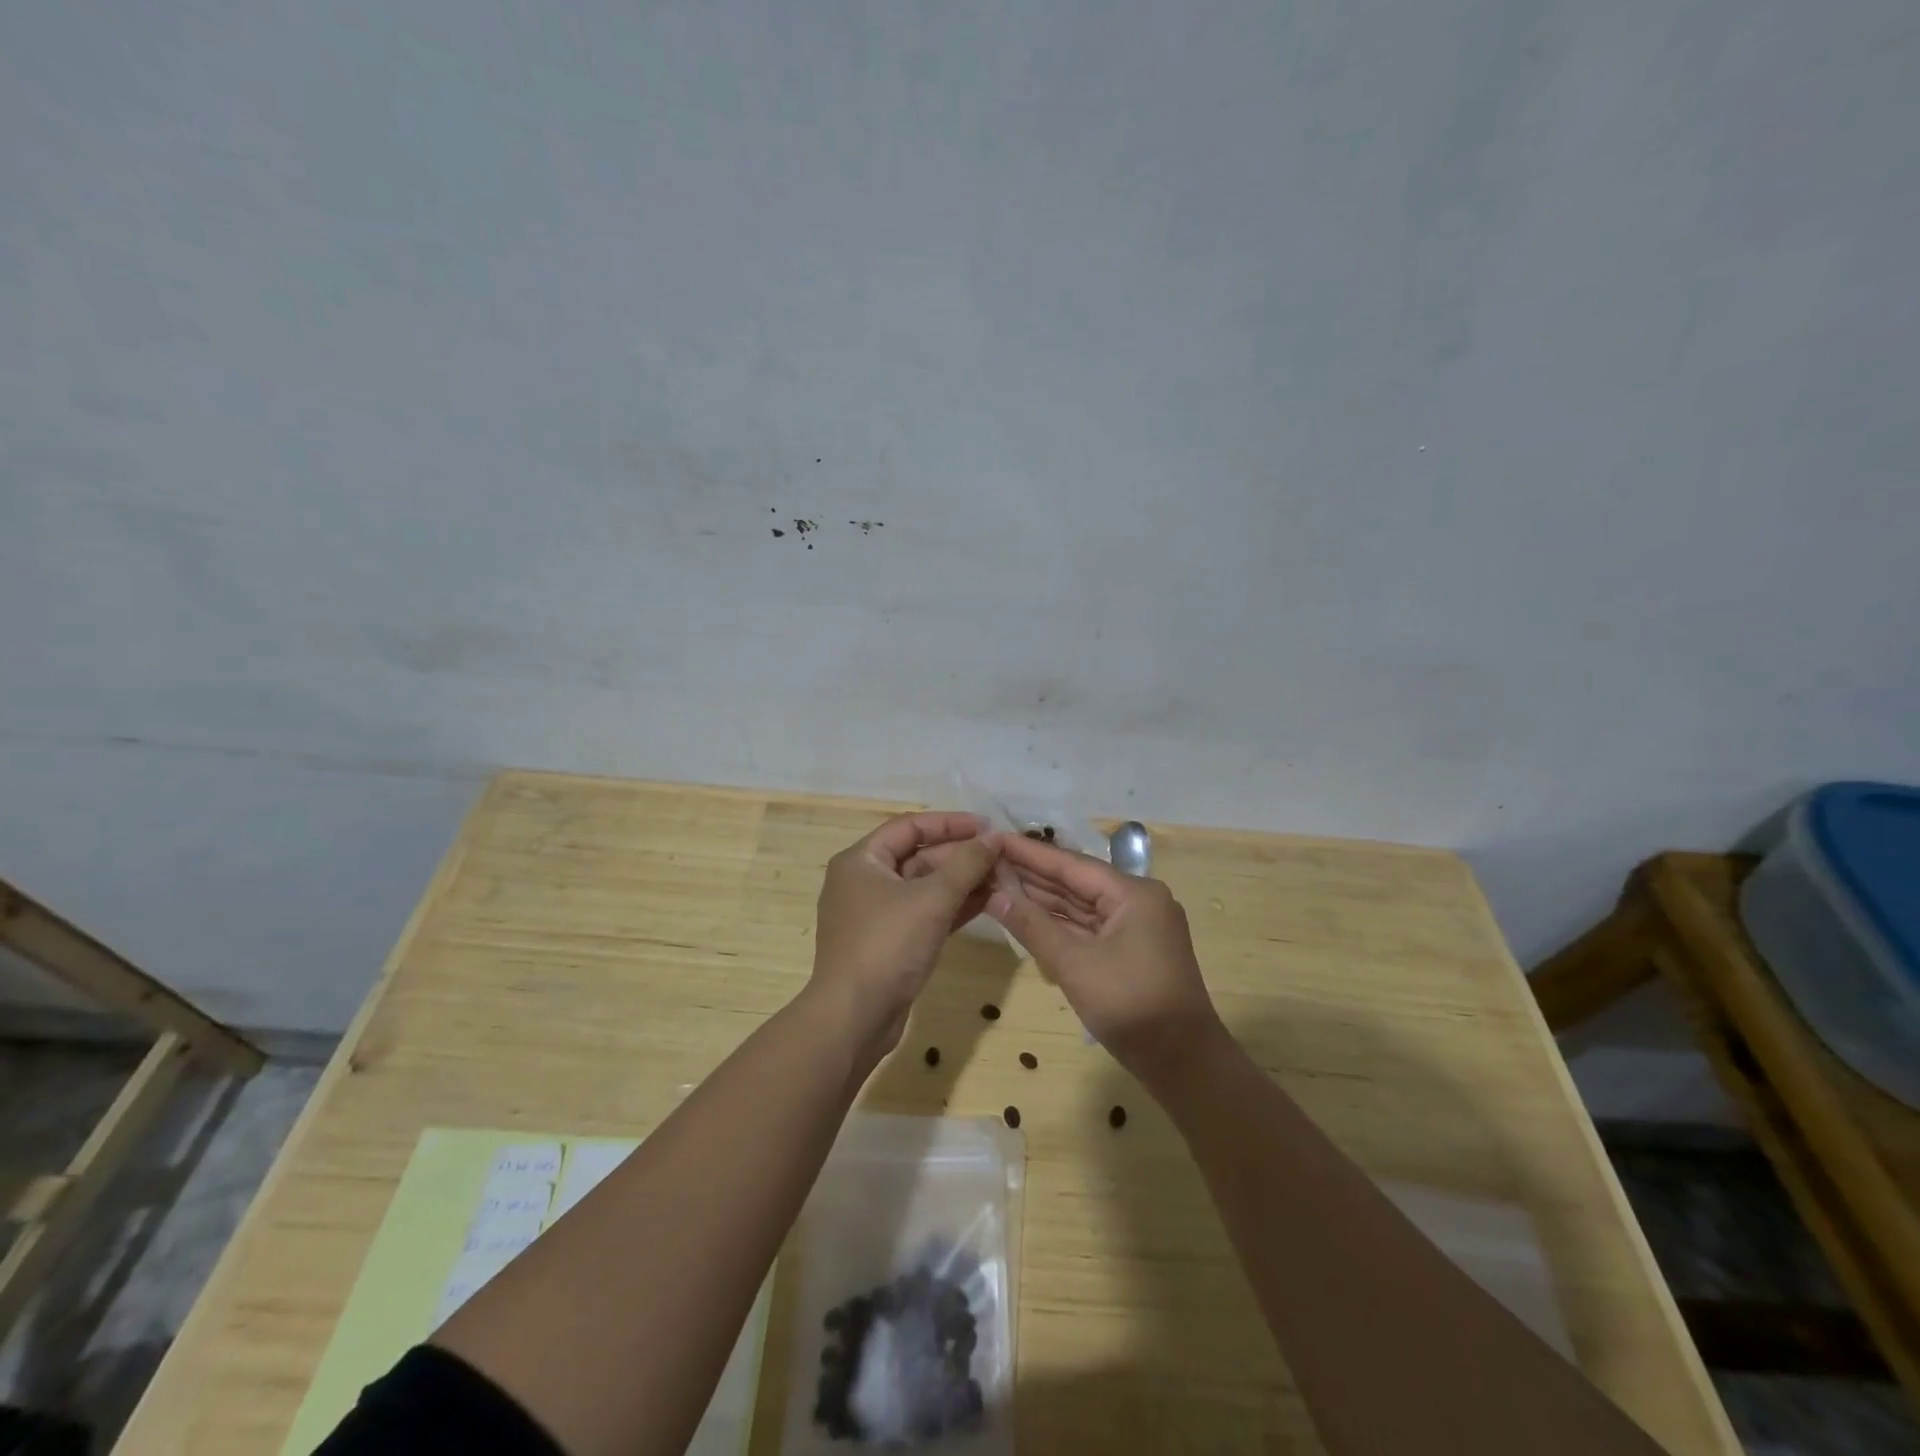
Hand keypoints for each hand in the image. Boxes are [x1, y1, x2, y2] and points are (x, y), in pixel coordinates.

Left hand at [812, 812, 1001, 1055]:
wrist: (854, 1018)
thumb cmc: (887, 945)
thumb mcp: (932, 899)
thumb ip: (966, 864)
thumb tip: (993, 837)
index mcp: (862, 860)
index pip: (910, 826)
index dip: (951, 823)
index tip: (988, 826)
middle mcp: (865, 881)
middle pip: (918, 855)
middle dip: (960, 855)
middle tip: (1002, 856)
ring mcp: (876, 914)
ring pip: (925, 886)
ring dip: (961, 881)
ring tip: (1003, 878)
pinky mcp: (889, 942)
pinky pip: (924, 913)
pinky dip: (952, 907)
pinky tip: (987, 903)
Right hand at [987, 834, 1225, 1079]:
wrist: (1184, 1063)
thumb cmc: (1131, 1005)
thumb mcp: (1075, 964)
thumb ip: (1032, 926)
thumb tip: (994, 895)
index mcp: (1133, 893)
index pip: (1071, 864)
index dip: (1029, 852)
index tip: (994, 837)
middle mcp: (1137, 901)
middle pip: (1076, 882)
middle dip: (1032, 874)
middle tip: (988, 859)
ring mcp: (1135, 927)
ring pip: (1081, 906)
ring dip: (1042, 899)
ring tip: (998, 882)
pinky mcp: (1130, 951)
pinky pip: (1088, 928)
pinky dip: (1059, 924)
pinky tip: (1027, 915)